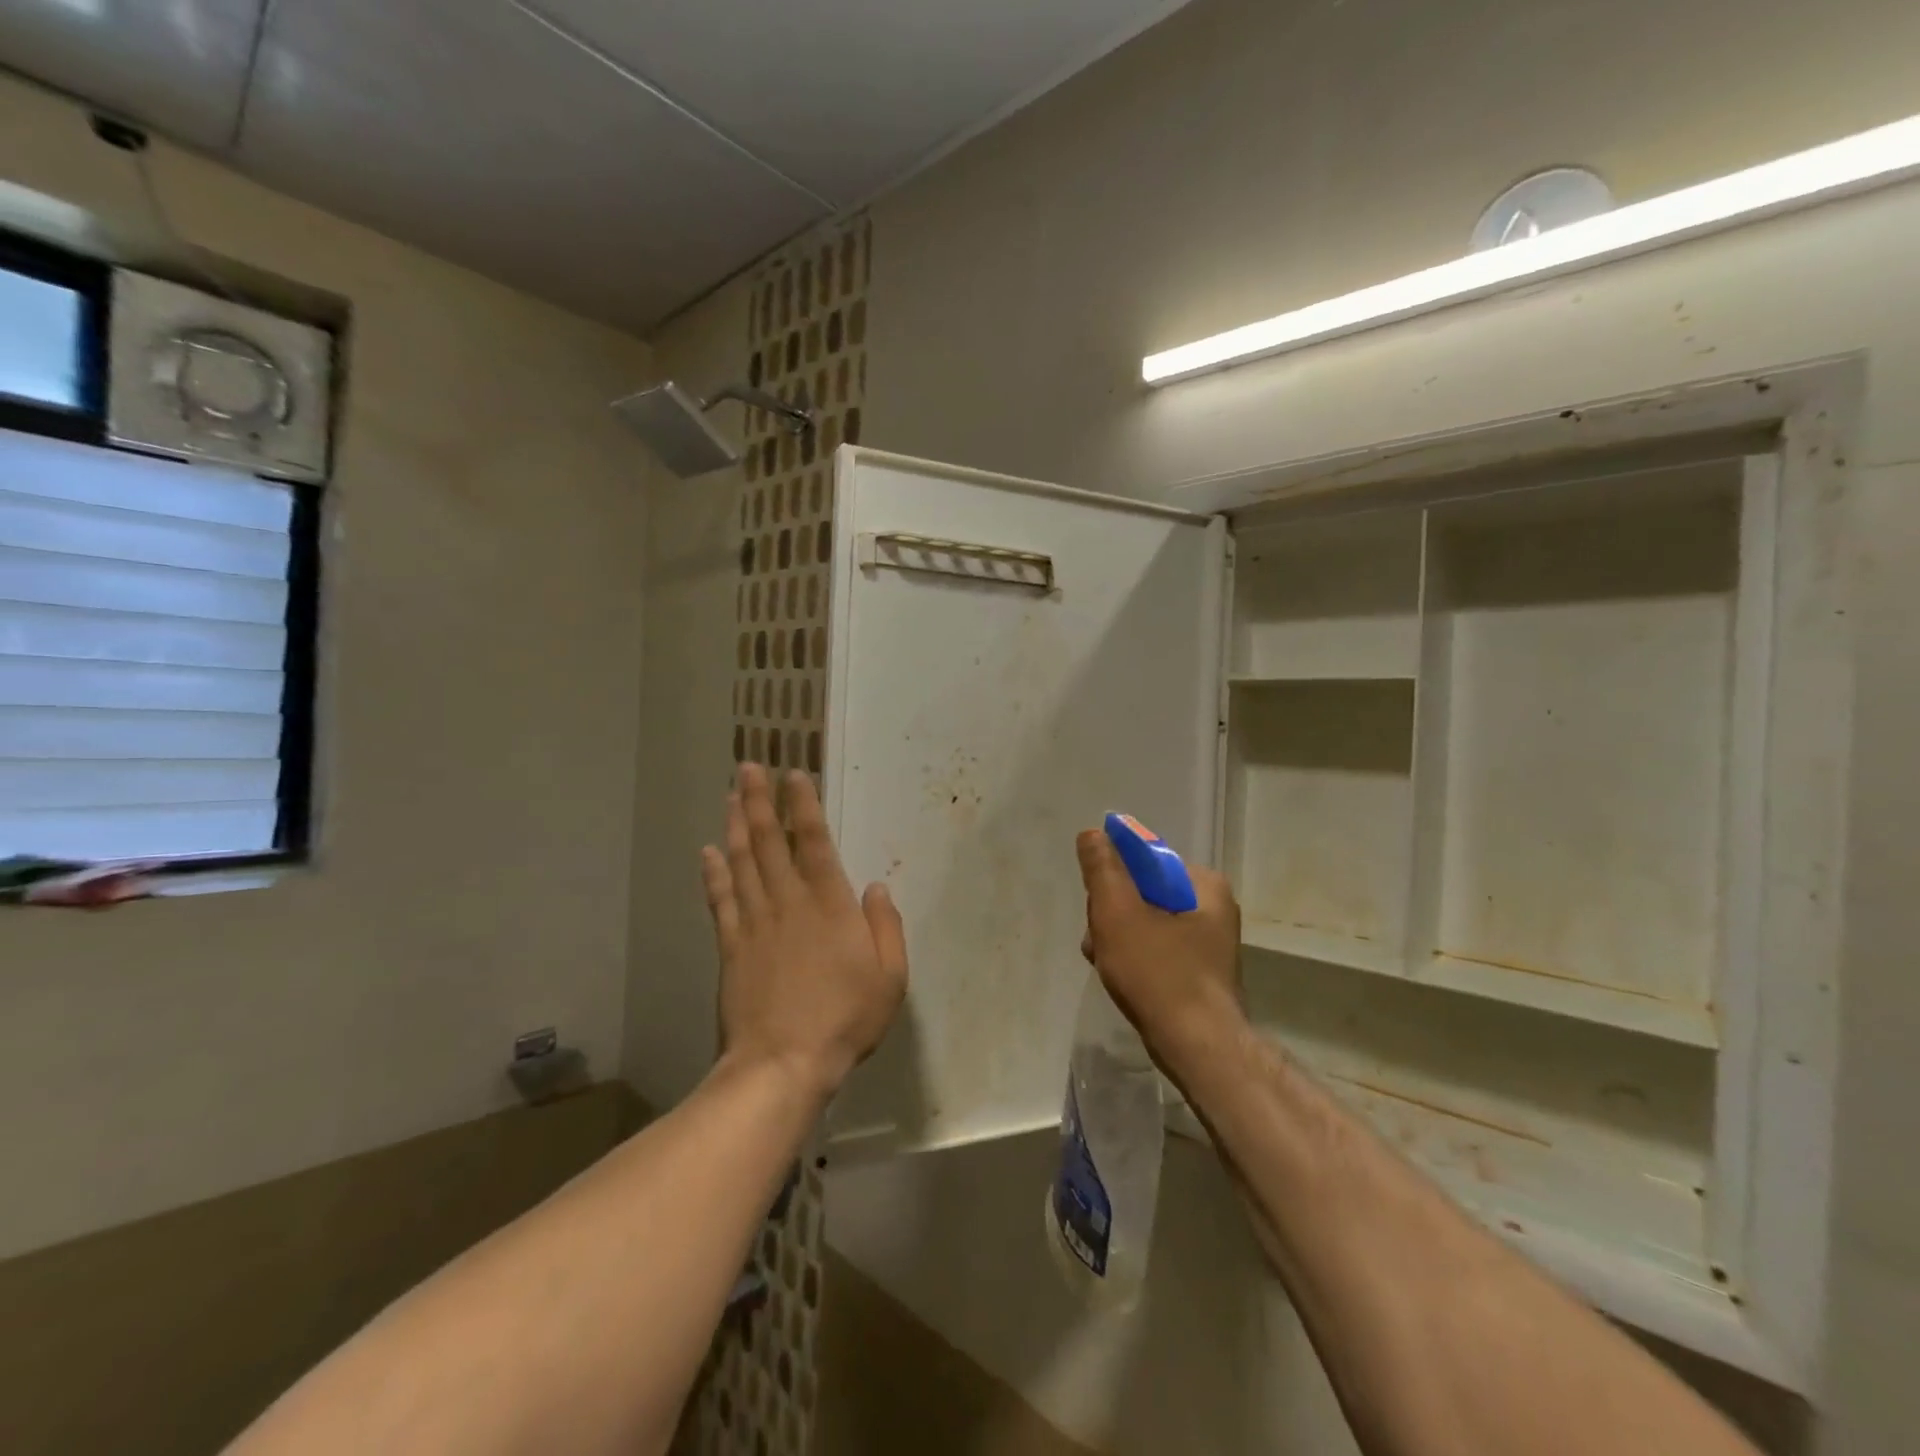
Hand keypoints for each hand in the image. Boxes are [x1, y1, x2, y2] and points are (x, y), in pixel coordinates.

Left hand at [701, 764, 908, 1100]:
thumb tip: (876, 887)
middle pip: (769, 842)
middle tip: (749, 767)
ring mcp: (754, 923)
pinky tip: (707, 852)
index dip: (803, 806)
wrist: (784, 1063)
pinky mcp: (731, 948)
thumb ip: (886, 926)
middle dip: (759, 801)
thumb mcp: (891, 977)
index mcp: (829, 905)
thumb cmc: (845, 1019)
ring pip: (742, 863)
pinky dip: (713, 874)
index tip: (793, 775)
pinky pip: (721, 902)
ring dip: (735, 825)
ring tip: (731, 795)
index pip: (813, 842)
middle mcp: (788, 903)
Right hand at [1077, 828, 1243, 1069]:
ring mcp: (1208, 943)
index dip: (1113, 879)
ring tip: (1103, 962)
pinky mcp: (1199, 972)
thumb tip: (1092, 833)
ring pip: (1146, 923)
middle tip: (1098, 939)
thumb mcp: (1118, 911)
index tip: (1098, 906)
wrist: (1195, 1047)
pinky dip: (1134, 958)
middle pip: (1144, 893)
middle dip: (1112, 914)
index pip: (1146, 862)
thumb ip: (1102, 869)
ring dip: (1117, 937)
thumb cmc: (1157, 972)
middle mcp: (1213, 908)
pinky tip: (1118, 976)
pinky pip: (1157, 950)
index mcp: (1205, 884)